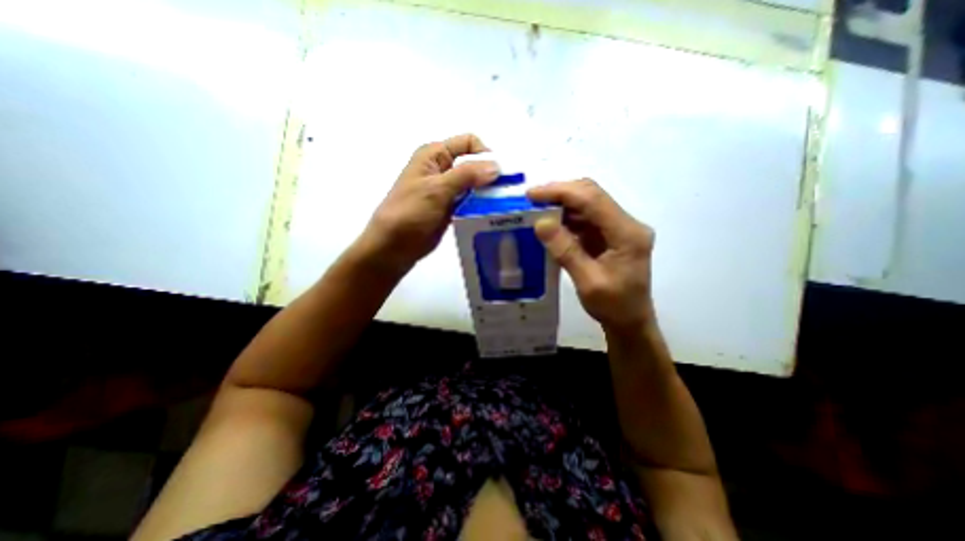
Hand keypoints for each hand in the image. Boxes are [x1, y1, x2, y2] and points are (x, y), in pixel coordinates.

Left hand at [362, 132, 495, 272]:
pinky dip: (481, 205)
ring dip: (487, 192)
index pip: (468, 143)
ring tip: (503, 204)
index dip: (485, 154)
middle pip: (474, 164)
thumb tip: (496, 166)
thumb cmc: (410, 212)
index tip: (499, 174)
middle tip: (506, 192)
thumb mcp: (437, 189)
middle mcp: (443, 169)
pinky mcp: (451, 209)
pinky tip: (492, 213)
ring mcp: (447, 190)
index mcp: (435, 155)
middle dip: (490, 175)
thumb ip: (467, 175)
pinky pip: (471, 202)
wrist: (394, 246)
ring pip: (474, 184)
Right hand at [527, 179, 654, 332]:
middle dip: (560, 193)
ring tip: (536, 210)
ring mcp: (619, 228)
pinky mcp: (611, 234)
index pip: (592, 200)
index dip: (561, 192)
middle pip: (592, 195)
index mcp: (627, 234)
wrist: (630, 321)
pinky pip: (587, 218)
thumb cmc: (613, 306)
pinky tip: (551, 224)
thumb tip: (541, 223)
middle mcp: (627, 224)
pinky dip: (567, 218)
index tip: (532, 195)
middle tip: (532, 200)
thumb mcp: (588, 282)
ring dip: (562, 205)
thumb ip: (566, 251)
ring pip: (588, 204)